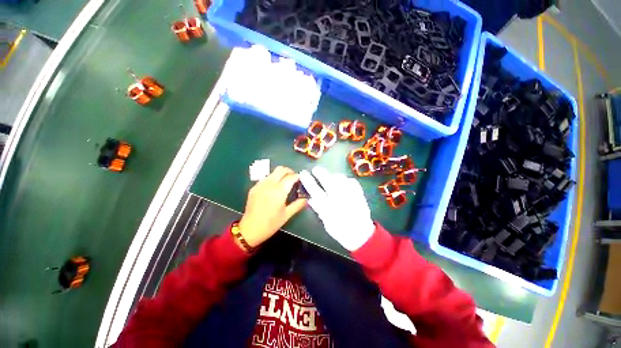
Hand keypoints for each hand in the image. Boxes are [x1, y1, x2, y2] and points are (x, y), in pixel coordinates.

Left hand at [237, 166, 306, 249]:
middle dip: (288, 171)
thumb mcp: (286, 215)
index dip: (297, 177)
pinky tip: (273, 189)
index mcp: (279, 191)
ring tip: (284, 183)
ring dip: (279, 175)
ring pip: (272, 173)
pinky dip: (271, 180)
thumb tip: (306, 199)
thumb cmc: (271, 224)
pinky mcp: (253, 188)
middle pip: (280, 170)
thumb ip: (297, 205)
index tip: (301, 180)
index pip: (291, 177)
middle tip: (293, 178)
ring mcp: (260, 185)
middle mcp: (269, 184)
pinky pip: (264, 179)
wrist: (251, 228)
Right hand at [299, 166, 374, 250]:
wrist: (361, 234)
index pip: (315, 190)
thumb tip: (311, 199)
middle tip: (316, 169)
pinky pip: (352, 182)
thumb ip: (320, 210)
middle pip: (328, 181)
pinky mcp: (360, 194)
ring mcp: (351, 195)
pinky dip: (346, 180)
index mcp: (329, 207)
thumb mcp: (327, 223)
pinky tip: (344, 182)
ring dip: (333, 176)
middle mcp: (339, 198)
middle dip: (320, 173)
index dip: (308, 181)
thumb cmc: (341, 231)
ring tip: (330, 176)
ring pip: (340, 179)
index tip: (303, 174)